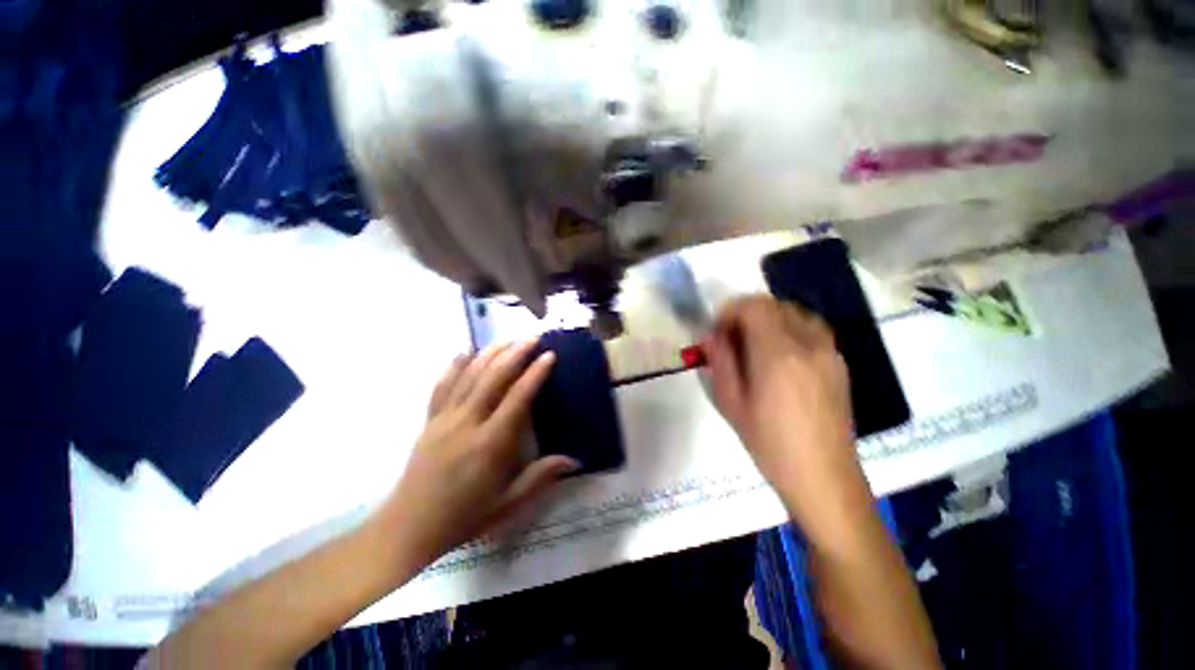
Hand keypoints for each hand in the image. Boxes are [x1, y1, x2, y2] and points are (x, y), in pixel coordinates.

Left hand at [379, 341, 577, 565]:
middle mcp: (467, 423)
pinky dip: (454, 365)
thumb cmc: (464, 516)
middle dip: (514, 354)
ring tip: (507, 339)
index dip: (535, 374)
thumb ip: (540, 477)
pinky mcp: (429, 420)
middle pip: (492, 378)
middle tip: (532, 338)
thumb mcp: (508, 503)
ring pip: (468, 376)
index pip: (517, 399)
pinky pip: (442, 386)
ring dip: (489, 354)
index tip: (549, 356)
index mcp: (490, 444)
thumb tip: (575, 460)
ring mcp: (444, 419)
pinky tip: (464, 351)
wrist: (409, 527)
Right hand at [705, 296, 862, 529]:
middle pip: (774, 304)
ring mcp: (829, 351)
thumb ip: (720, 362)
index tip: (717, 330)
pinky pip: (811, 328)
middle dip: (747, 313)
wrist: (823, 476)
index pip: (754, 307)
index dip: (730, 311)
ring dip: (769, 318)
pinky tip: (779, 355)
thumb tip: (711, 336)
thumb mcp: (731, 403)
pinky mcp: (839, 362)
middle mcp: (808, 344)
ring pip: (795, 312)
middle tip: (731, 338)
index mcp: (778, 355)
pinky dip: (789, 327)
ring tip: (754, 344)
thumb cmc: (769, 443)